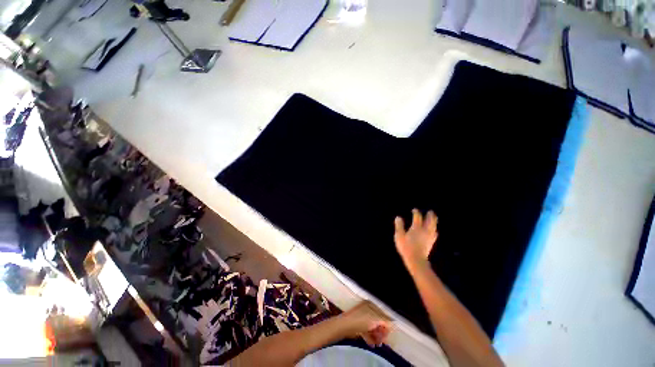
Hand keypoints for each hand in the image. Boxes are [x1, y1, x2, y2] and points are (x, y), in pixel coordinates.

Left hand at [339, 300, 390, 346]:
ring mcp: (362, 317)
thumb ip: (385, 322)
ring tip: (377, 344)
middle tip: (382, 341)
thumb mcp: (375, 320)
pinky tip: (371, 344)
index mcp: (371, 305)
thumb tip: (392, 324)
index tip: (387, 335)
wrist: (345, 325)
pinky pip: (366, 330)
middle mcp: (367, 309)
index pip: (382, 315)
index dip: (386, 325)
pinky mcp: (358, 324)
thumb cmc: (361, 320)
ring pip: (372, 327)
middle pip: (377, 321)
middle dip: (381, 332)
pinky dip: (370, 337)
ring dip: (376, 336)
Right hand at [394, 209, 437, 267]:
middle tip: (431, 211)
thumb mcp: (399, 236)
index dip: (416, 212)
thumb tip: (398, 217)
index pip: (417, 217)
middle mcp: (424, 230)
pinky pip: (434, 234)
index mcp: (416, 228)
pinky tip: (435, 231)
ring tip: (435, 219)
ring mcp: (429, 237)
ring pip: (433, 227)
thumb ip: (399, 226)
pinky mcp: (431, 243)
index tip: (414, 210)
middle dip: (430, 216)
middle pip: (429, 221)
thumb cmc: (406, 247)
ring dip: (434, 222)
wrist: (416, 260)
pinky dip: (435, 230)